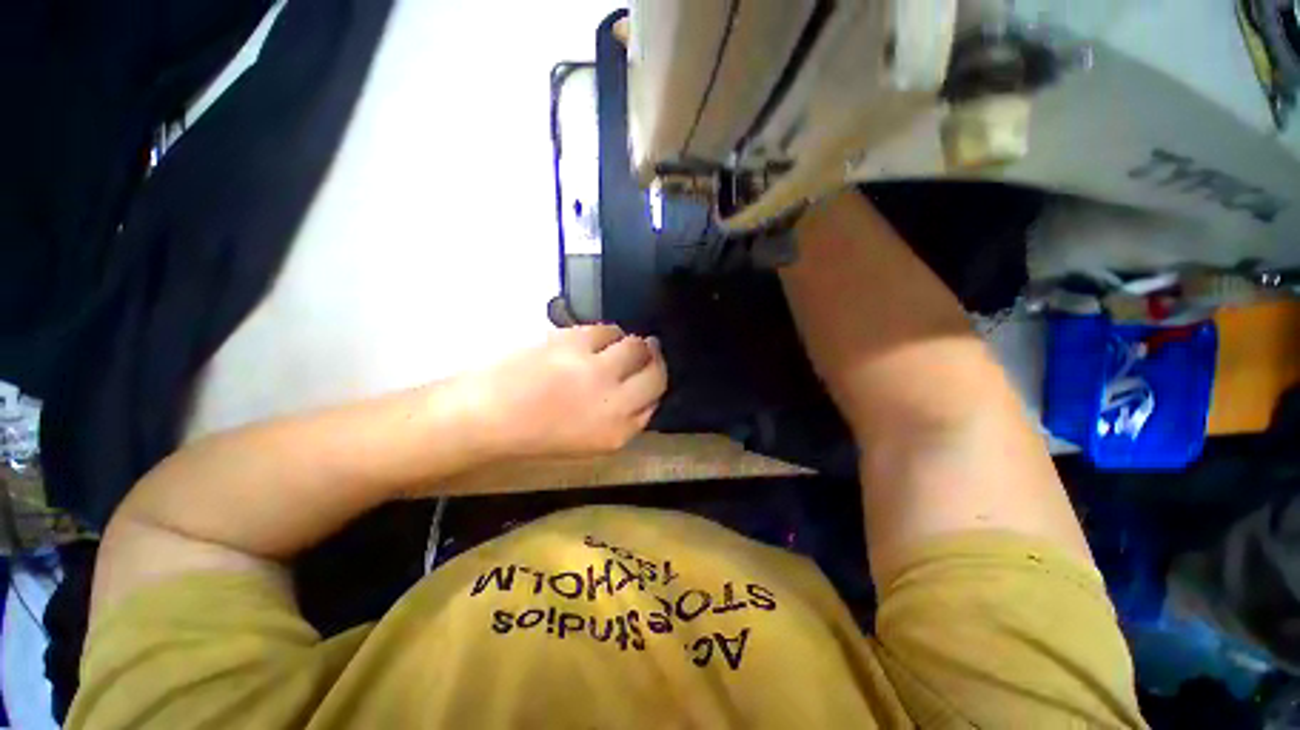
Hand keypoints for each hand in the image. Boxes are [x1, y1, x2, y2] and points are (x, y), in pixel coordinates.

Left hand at [466, 325, 667, 458]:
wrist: (489, 414)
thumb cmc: (539, 434)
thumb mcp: (592, 442)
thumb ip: (627, 420)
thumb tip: (646, 391)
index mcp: (617, 431)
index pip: (657, 396)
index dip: (656, 380)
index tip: (651, 371)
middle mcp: (614, 401)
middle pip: (655, 371)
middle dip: (654, 359)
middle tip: (648, 350)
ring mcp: (596, 369)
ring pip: (636, 345)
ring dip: (631, 344)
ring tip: (614, 347)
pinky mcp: (575, 342)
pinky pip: (608, 330)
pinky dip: (606, 334)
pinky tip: (593, 341)